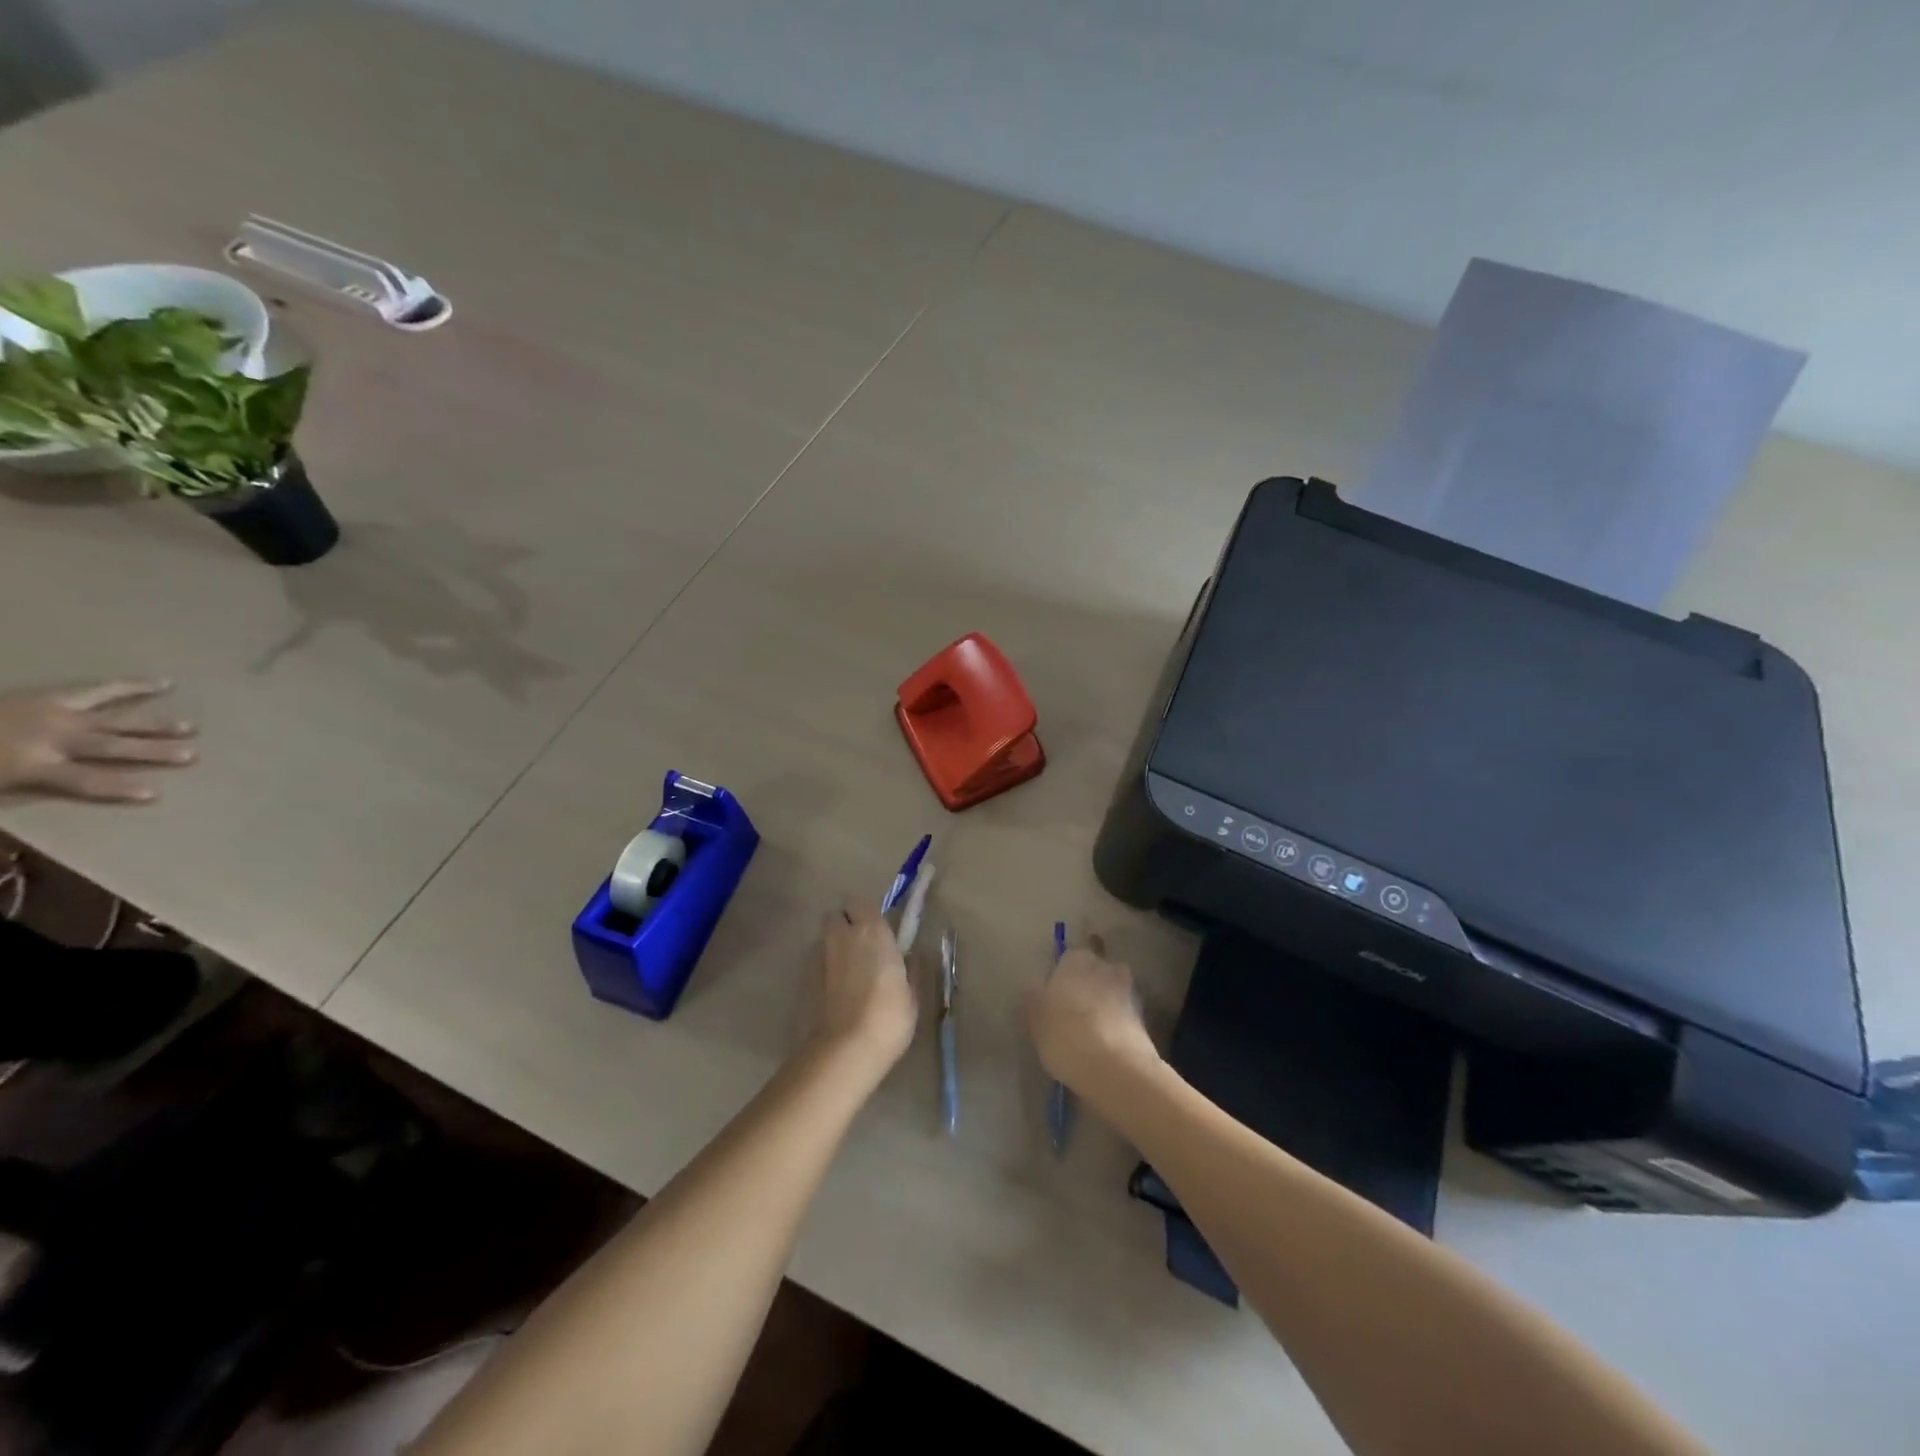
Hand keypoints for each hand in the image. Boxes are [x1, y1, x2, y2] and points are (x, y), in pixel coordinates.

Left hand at [0, 680, 196, 803]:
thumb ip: (9, 792)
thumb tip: (14, 835)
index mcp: (32, 765)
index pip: (85, 781)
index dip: (119, 788)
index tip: (155, 794)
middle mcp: (54, 738)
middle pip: (111, 746)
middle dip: (152, 750)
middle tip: (191, 754)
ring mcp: (57, 714)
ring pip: (115, 720)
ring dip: (154, 725)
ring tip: (190, 727)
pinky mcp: (53, 697)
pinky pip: (99, 690)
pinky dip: (130, 687)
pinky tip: (162, 684)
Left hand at [812, 900, 916, 1073]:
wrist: (847, 1048)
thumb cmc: (889, 1015)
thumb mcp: (912, 992)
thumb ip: (909, 968)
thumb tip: (908, 957)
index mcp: (872, 931)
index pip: (862, 903)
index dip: (868, 915)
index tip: (880, 932)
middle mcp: (842, 935)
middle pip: (836, 915)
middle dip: (846, 924)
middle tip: (862, 947)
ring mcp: (820, 956)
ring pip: (824, 938)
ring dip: (834, 946)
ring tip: (849, 972)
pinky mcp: (804, 978)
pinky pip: (817, 962)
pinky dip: (825, 968)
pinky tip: (837, 991)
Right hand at [1026, 939, 1160, 1099]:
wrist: (1116, 1069)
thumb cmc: (1066, 1035)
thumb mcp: (1035, 1018)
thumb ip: (1034, 998)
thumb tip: (1034, 988)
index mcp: (1077, 960)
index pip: (1067, 959)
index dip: (1060, 978)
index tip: (1053, 999)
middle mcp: (1106, 968)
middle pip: (1093, 973)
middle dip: (1085, 988)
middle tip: (1070, 1015)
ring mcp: (1128, 992)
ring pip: (1110, 994)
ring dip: (1103, 1007)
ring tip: (1088, 1034)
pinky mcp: (1144, 1019)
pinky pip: (1122, 1016)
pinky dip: (1115, 1025)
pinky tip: (1104, 1046)